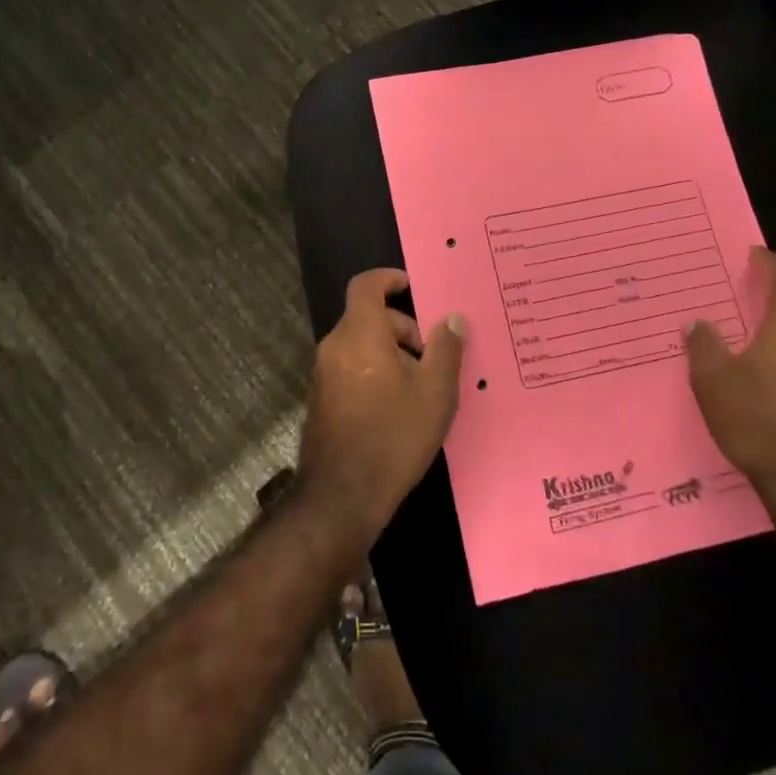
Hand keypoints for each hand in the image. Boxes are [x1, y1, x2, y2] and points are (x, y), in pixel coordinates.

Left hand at [297, 270, 465, 543]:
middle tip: (432, 355)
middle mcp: (336, 346)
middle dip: (402, 327)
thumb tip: (453, 318)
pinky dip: (376, 371)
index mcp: (360, 334)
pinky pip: (352, 368)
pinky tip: (399, 406)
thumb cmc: (394, 436)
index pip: (367, 285)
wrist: (341, 495)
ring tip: (422, 385)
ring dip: (391, 352)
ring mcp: (324, 374)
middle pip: (368, 317)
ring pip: (361, 344)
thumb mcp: (434, 393)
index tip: (414, 287)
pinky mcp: (323, 399)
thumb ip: (446, 349)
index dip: (389, 279)